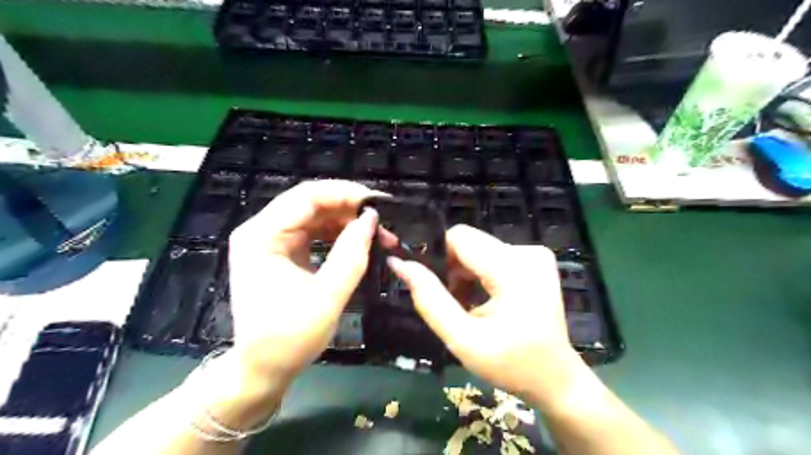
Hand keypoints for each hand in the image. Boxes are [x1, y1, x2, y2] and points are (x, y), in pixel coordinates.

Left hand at [227, 181, 378, 394]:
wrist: (263, 370)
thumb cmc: (289, 338)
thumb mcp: (327, 296)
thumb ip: (351, 254)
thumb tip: (371, 218)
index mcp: (262, 236)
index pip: (306, 196)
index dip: (345, 193)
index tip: (378, 203)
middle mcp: (262, 231)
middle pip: (311, 203)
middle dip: (350, 209)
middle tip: (383, 222)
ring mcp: (272, 241)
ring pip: (316, 216)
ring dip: (348, 222)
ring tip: (378, 236)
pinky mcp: (283, 252)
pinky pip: (314, 232)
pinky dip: (339, 235)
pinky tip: (360, 244)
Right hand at [385, 224, 582, 408]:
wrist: (556, 378)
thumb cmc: (510, 363)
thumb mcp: (462, 339)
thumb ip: (429, 299)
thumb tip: (400, 264)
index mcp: (512, 269)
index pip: (460, 237)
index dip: (441, 259)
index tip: (439, 289)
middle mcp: (528, 251)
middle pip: (470, 243)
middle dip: (455, 270)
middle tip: (457, 304)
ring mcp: (536, 254)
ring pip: (480, 249)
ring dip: (468, 274)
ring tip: (471, 306)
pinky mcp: (538, 260)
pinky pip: (495, 254)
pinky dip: (484, 274)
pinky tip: (488, 300)